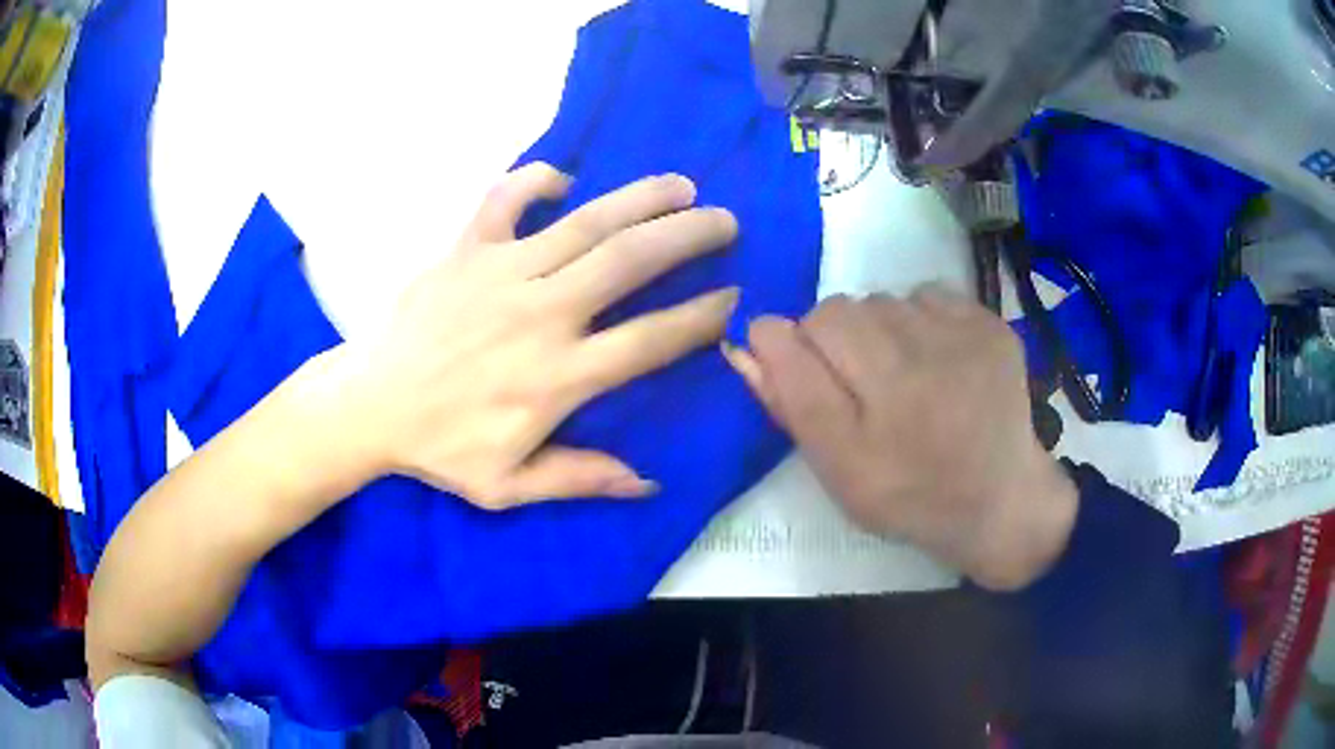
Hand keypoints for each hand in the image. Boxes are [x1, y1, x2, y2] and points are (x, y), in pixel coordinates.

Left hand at [326, 163, 738, 508]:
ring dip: (640, 198)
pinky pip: (506, 198)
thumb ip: (579, 479)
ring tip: (680, 185)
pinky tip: (564, 180)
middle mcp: (540, 314)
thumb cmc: (439, 447)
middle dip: (687, 236)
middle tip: (725, 222)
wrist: (369, 404)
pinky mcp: (467, 250)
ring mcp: (502, 273)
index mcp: (557, 377)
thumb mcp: (507, 486)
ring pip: (585, 222)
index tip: (733, 299)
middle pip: (630, 262)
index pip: (649, 340)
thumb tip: (647, 481)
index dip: (699, 318)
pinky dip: (537, 180)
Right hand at [724, 286, 1076, 589]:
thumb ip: (791, 401)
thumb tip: (749, 336)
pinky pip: (928, 295)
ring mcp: (963, 333)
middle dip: (838, 342)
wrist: (999, 499)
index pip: (802, 329)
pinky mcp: (990, 323)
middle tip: (867, 389)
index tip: (821, 385)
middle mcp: (920, 356)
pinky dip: (921, 321)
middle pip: (841, 308)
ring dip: (880, 330)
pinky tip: (939, 361)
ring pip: (884, 300)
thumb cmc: (909, 495)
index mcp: (878, 399)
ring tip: (906, 377)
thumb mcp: (838, 469)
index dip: (799, 353)